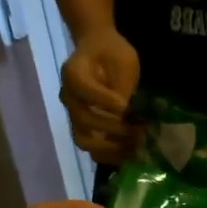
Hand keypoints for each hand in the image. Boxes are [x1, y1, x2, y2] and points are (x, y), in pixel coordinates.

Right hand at [61, 29, 141, 166]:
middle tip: (138, 130)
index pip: (85, 91)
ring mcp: (73, 116)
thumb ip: (122, 86)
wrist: (99, 51)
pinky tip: (129, 155)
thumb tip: (129, 115)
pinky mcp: (83, 129)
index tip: (127, 108)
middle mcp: (68, 98)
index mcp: (73, 74)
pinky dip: (110, 156)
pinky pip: (92, 149)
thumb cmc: (112, 53)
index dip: (106, 102)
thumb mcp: (123, 61)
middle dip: (114, 128)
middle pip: (84, 121)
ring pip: (85, 141)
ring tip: (135, 147)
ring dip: (111, 148)